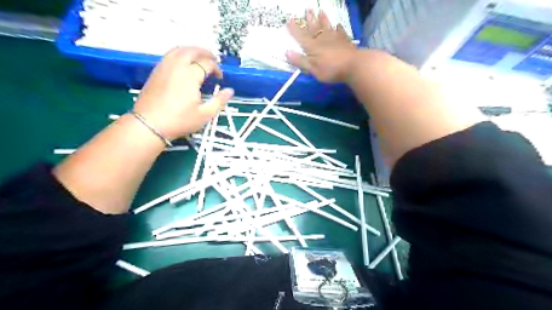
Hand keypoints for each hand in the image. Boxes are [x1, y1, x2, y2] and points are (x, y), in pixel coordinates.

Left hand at [137, 46, 235, 138]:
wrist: (149, 124)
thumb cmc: (179, 121)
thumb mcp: (204, 114)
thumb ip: (219, 101)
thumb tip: (230, 91)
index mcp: (190, 76)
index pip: (207, 64)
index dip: (216, 69)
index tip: (220, 78)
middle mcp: (177, 66)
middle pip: (192, 50)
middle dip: (205, 52)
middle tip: (213, 59)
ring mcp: (164, 67)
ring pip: (179, 49)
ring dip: (192, 50)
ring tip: (199, 57)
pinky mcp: (156, 71)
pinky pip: (169, 55)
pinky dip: (180, 54)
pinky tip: (184, 63)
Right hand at [287, 10, 360, 82]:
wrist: (353, 65)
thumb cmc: (331, 69)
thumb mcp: (313, 69)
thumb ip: (300, 61)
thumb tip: (287, 52)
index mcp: (313, 47)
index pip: (301, 37)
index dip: (294, 29)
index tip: (289, 21)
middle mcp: (322, 39)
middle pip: (314, 28)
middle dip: (309, 20)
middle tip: (307, 10)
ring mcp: (335, 39)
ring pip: (327, 27)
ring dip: (323, 20)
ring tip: (321, 12)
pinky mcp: (345, 41)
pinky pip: (340, 32)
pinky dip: (338, 28)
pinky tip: (338, 25)